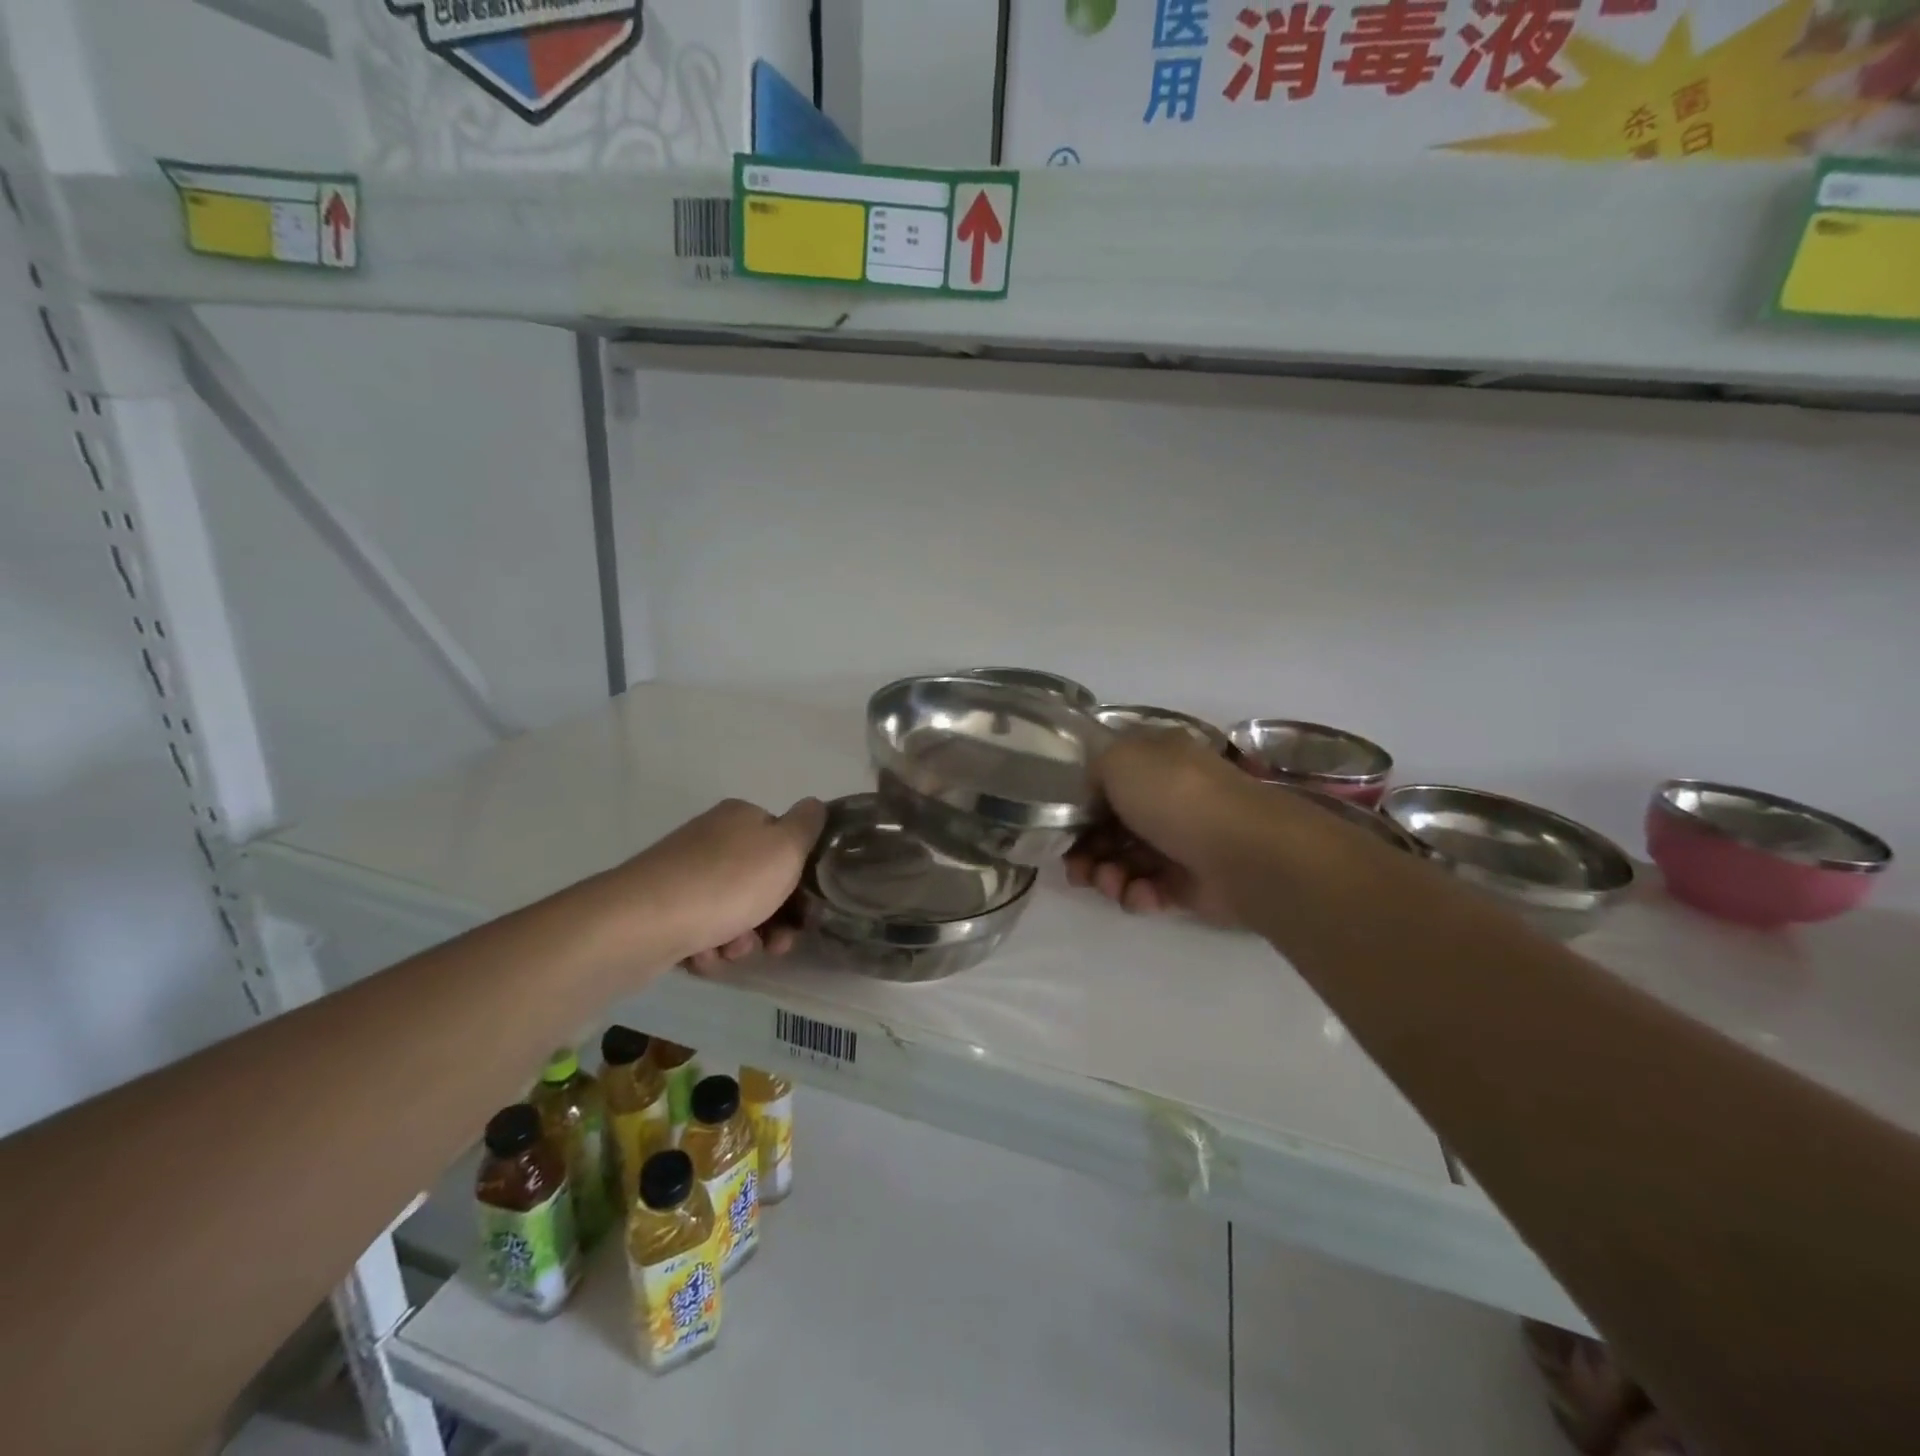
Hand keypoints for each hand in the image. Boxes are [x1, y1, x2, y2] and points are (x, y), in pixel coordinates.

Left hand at [614, 797, 826, 971]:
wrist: (642, 923)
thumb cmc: (726, 882)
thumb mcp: (785, 847)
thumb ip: (807, 825)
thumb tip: (814, 804)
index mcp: (742, 817)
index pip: (784, 842)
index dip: (800, 876)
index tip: (806, 908)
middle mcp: (712, 838)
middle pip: (760, 882)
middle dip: (772, 918)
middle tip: (775, 944)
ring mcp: (683, 873)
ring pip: (732, 911)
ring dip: (741, 938)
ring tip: (729, 950)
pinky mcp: (661, 908)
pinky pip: (700, 930)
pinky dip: (708, 947)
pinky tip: (702, 955)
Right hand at [1065, 734, 1251, 923]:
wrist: (1242, 852)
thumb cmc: (1176, 796)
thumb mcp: (1120, 759)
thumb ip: (1093, 771)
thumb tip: (1093, 796)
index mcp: (1158, 760)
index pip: (1109, 779)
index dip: (1081, 803)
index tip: (1062, 826)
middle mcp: (1170, 796)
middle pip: (1111, 825)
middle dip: (1087, 848)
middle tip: (1076, 868)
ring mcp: (1181, 840)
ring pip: (1126, 860)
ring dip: (1107, 875)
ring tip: (1110, 883)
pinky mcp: (1190, 883)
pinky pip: (1150, 889)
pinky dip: (1138, 894)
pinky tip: (1140, 895)